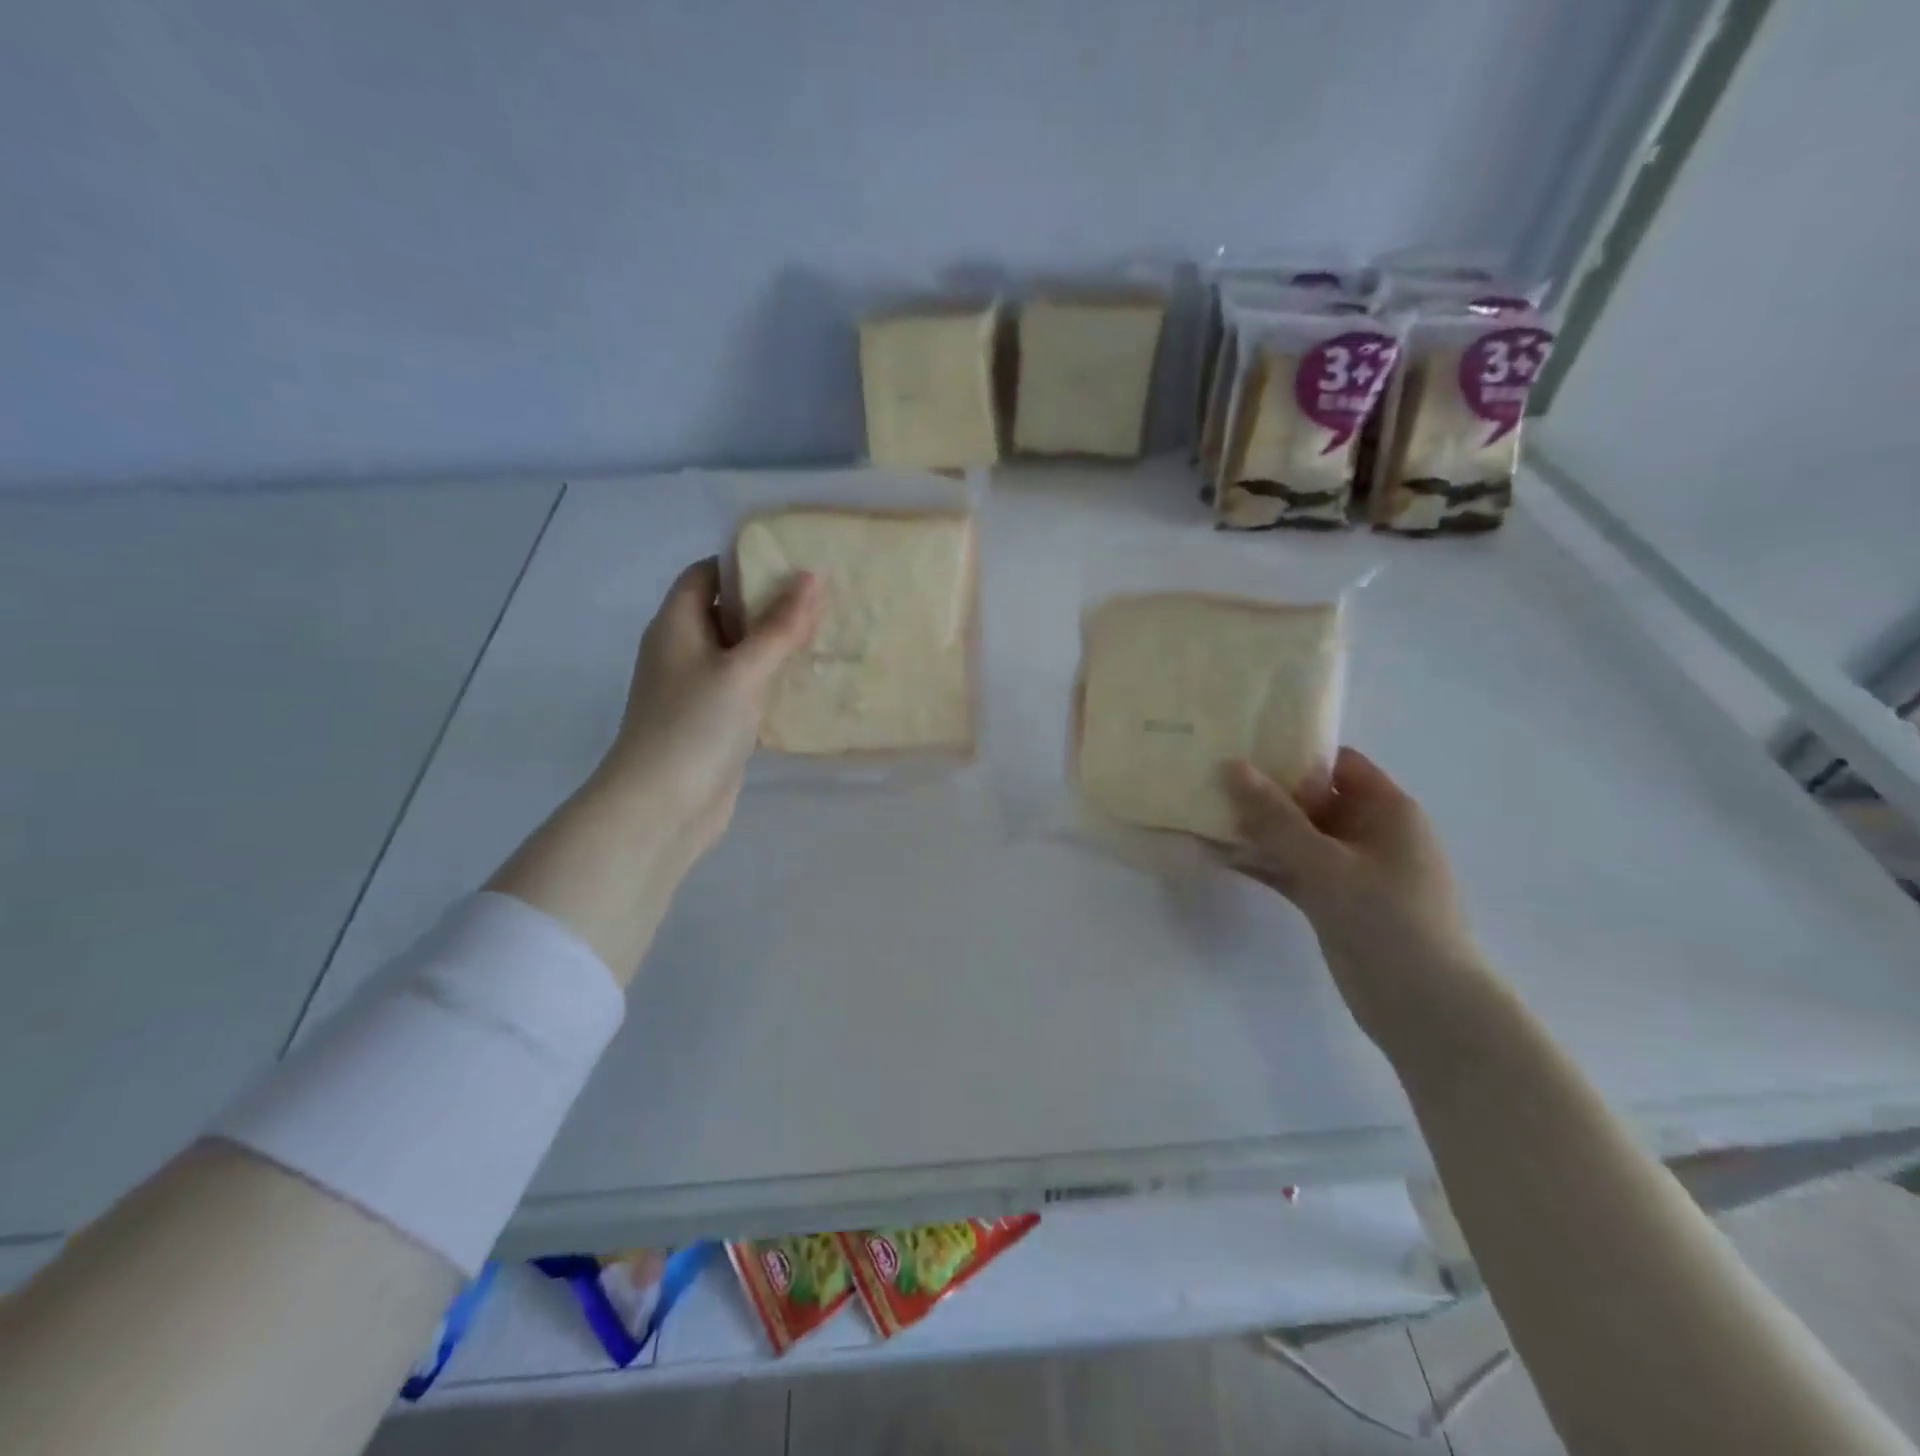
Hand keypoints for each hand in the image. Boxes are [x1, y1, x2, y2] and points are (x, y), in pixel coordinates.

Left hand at [597, 557, 822, 857]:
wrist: (662, 807)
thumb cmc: (694, 726)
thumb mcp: (741, 669)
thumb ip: (778, 626)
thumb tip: (812, 577)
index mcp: (676, 625)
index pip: (706, 575)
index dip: (744, 563)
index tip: (792, 561)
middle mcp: (683, 651)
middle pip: (727, 613)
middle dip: (770, 604)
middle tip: (823, 598)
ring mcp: (698, 690)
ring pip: (741, 654)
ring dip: (776, 646)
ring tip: (827, 633)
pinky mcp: (715, 723)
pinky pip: (748, 689)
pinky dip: (774, 682)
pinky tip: (811, 682)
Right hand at [1223, 748, 1490, 1054]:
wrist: (1426, 1008)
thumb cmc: (1388, 920)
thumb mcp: (1327, 863)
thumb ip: (1275, 817)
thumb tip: (1230, 767)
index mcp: (1386, 810)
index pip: (1335, 764)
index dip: (1291, 753)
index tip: (1240, 746)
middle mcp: (1368, 833)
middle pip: (1310, 799)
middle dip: (1263, 791)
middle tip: (1208, 776)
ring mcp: (1349, 870)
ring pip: (1295, 837)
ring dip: (1255, 829)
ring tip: (1201, 812)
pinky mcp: (1332, 901)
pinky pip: (1291, 869)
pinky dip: (1261, 863)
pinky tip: (1217, 855)